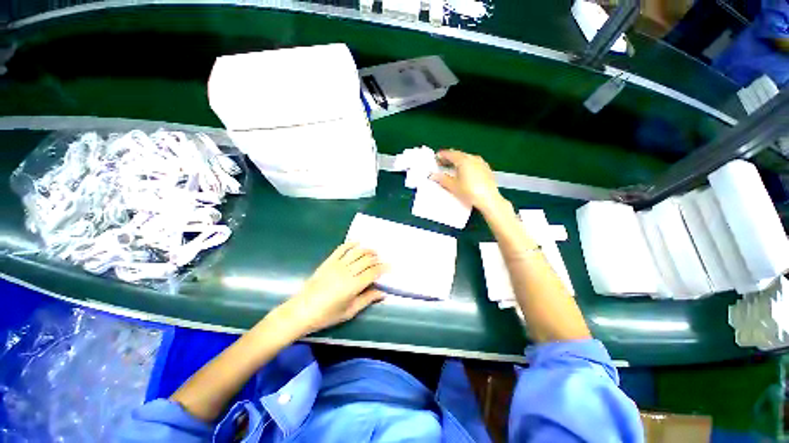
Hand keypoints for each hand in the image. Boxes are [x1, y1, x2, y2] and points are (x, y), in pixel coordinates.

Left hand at [278, 243, 385, 335]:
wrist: (301, 310)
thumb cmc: (327, 315)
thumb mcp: (349, 311)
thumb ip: (367, 299)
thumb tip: (382, 293)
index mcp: (354, 285)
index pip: (373, 272)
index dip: (383, 268)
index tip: (390, 267)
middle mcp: (347, 271)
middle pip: (367, 260)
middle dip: (377, 259)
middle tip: (382, 261)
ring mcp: (337, 265)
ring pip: (357, 252)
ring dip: (367, 250)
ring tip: (374, 252)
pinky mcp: (328, 262)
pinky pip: (341, 249)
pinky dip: (350, 244)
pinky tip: (357, 243)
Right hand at [431, 149, 502, 212]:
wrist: (489, 199)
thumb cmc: (469, 191)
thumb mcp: (453, 186)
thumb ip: (442, 179)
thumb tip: (432, 175)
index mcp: (463, 160)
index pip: (449, 154)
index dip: (441, 155)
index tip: (435, 158)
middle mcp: (472, 158)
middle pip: (458, 154)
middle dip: (449, 158)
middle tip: (441, 163)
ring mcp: (481, 162)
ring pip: (466, 158)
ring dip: (457, 161)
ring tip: (451, 168)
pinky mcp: (486, 168)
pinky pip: (473, 162)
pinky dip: (466, 164)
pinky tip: (464, 172)